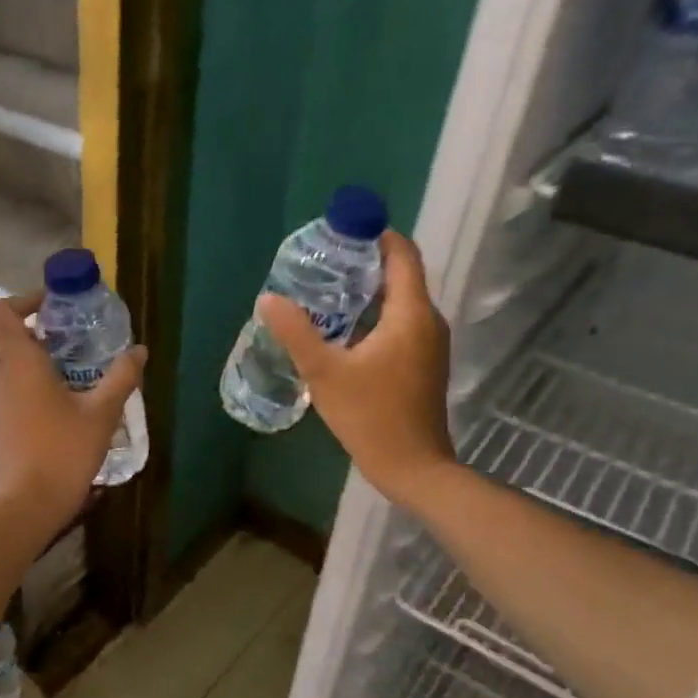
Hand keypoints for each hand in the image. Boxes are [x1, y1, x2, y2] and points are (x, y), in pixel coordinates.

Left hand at [0, 291, 145, 534]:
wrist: (30, 504)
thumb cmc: (64, 450)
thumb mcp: (102, 412)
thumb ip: (121, 377)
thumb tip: (139, 350)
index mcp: (21, 363)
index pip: (3, 313)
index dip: (25, 300)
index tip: (55, 307)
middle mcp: (2, 378)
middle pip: (15, 341)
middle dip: (48, 336)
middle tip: (85, 343)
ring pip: (19, 371)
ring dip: (47, 366)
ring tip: (84, 377)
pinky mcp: (2, 427)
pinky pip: (19, 395)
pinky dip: (40, 391)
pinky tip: (70, 410)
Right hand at [258, 230, 456, 512]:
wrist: (412, 467)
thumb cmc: (371, 416)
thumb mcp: (324, 372)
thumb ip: (296, 332)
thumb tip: (269, 299)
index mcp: (410, 314)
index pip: (402, 255)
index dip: (376, 235)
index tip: (342, 230)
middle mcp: (427, 321)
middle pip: (400, 276)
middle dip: (364, 263)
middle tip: (322, 261)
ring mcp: (429, 344)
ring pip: (399, 302)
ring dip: (367, 292)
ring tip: (325, 291)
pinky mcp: (423, 363)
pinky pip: (400, 324)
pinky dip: (374, 315)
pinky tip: (343, 330)